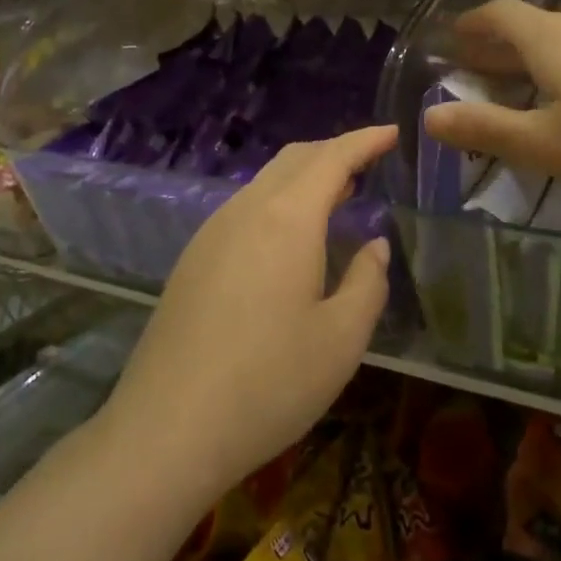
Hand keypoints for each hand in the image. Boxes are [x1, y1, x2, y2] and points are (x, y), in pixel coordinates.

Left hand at [99, 126, 396, 501]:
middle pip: (295, 159)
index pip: (332, 158)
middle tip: (369, 163)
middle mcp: (246, 210)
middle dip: (335, 152)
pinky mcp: (194, 257)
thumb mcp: (341, 340)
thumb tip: (373, 246)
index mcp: (287, 218)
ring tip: (337, 197)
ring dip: (305, 177)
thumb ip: (367, 282)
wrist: (168, 428)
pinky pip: (245, 207)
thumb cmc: (268, 383)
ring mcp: (212, 231)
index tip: (393, 132)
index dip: (365, 140)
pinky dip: (278, 202)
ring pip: (266, 181)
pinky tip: (290, 238)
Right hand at [423, 0, 560, 208]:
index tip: (453, 39)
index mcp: (551, 38)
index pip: (499, 13)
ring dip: (535, 57)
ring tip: (524, 85)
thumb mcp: (547, 145)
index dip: (471, 24)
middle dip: (498, 45)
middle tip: (475, 68)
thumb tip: (429, 116)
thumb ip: (486, 129)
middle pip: (531, 24)